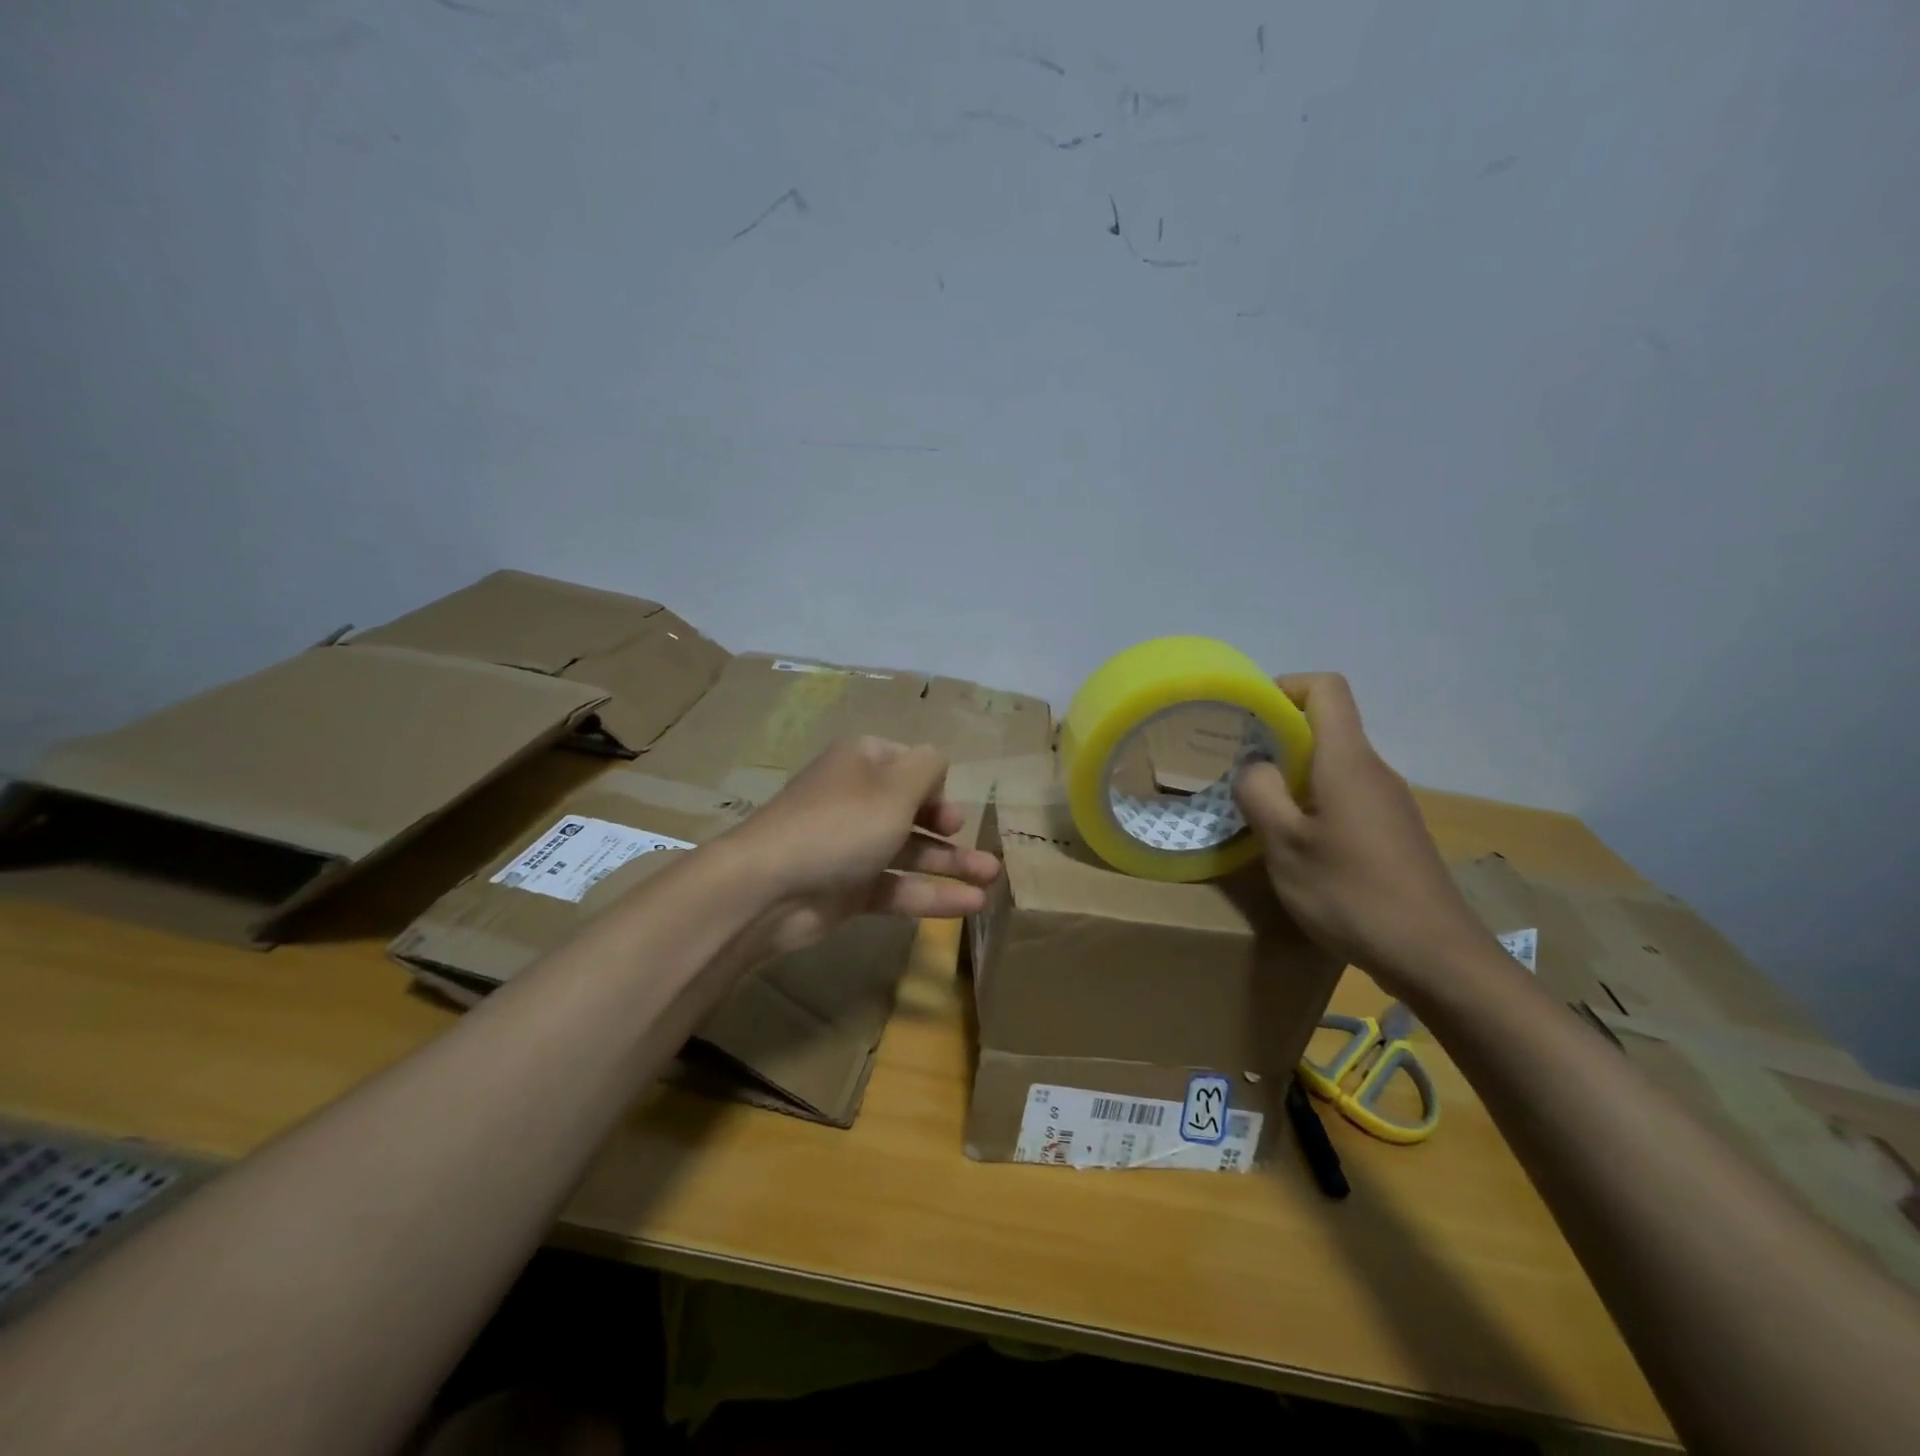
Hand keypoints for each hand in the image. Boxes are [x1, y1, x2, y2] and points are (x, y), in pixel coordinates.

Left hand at [723, 736, 1000, 958]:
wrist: (770, 887)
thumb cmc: (842, 823)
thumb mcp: (896, 786)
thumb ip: (929, 768)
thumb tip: (936, 764)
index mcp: (863, 762)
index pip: (909, 763)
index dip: (936, 785)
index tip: (952, 809)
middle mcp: (857, 799)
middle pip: (912, 810)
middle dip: (949, 829)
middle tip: (978, 846)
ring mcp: (851, 846)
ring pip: (909, 852)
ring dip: (950, 865)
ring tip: (991, 879)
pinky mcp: (848, 889)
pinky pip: (896, 886)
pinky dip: (930, 894)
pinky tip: (969, 905)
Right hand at [1232, 674, 1492, 993]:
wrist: (1435, 957)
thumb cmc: (1352, 894)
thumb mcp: (1285, 846)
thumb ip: (1260, 794)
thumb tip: (1254, 766)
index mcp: (1347, 762)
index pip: (1326, 689)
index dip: (1285, 687)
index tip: (1248, 716)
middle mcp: (1374, 771)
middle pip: (1327, 727)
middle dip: (1277, 738)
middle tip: (1236, 770)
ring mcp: (1388, 803)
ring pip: (1333, 766)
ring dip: (1293, 776)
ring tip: (1258, 812)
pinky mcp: (1393, 832)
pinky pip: (1346, 796)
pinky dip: (1314, 803)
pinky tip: (1297, 845)